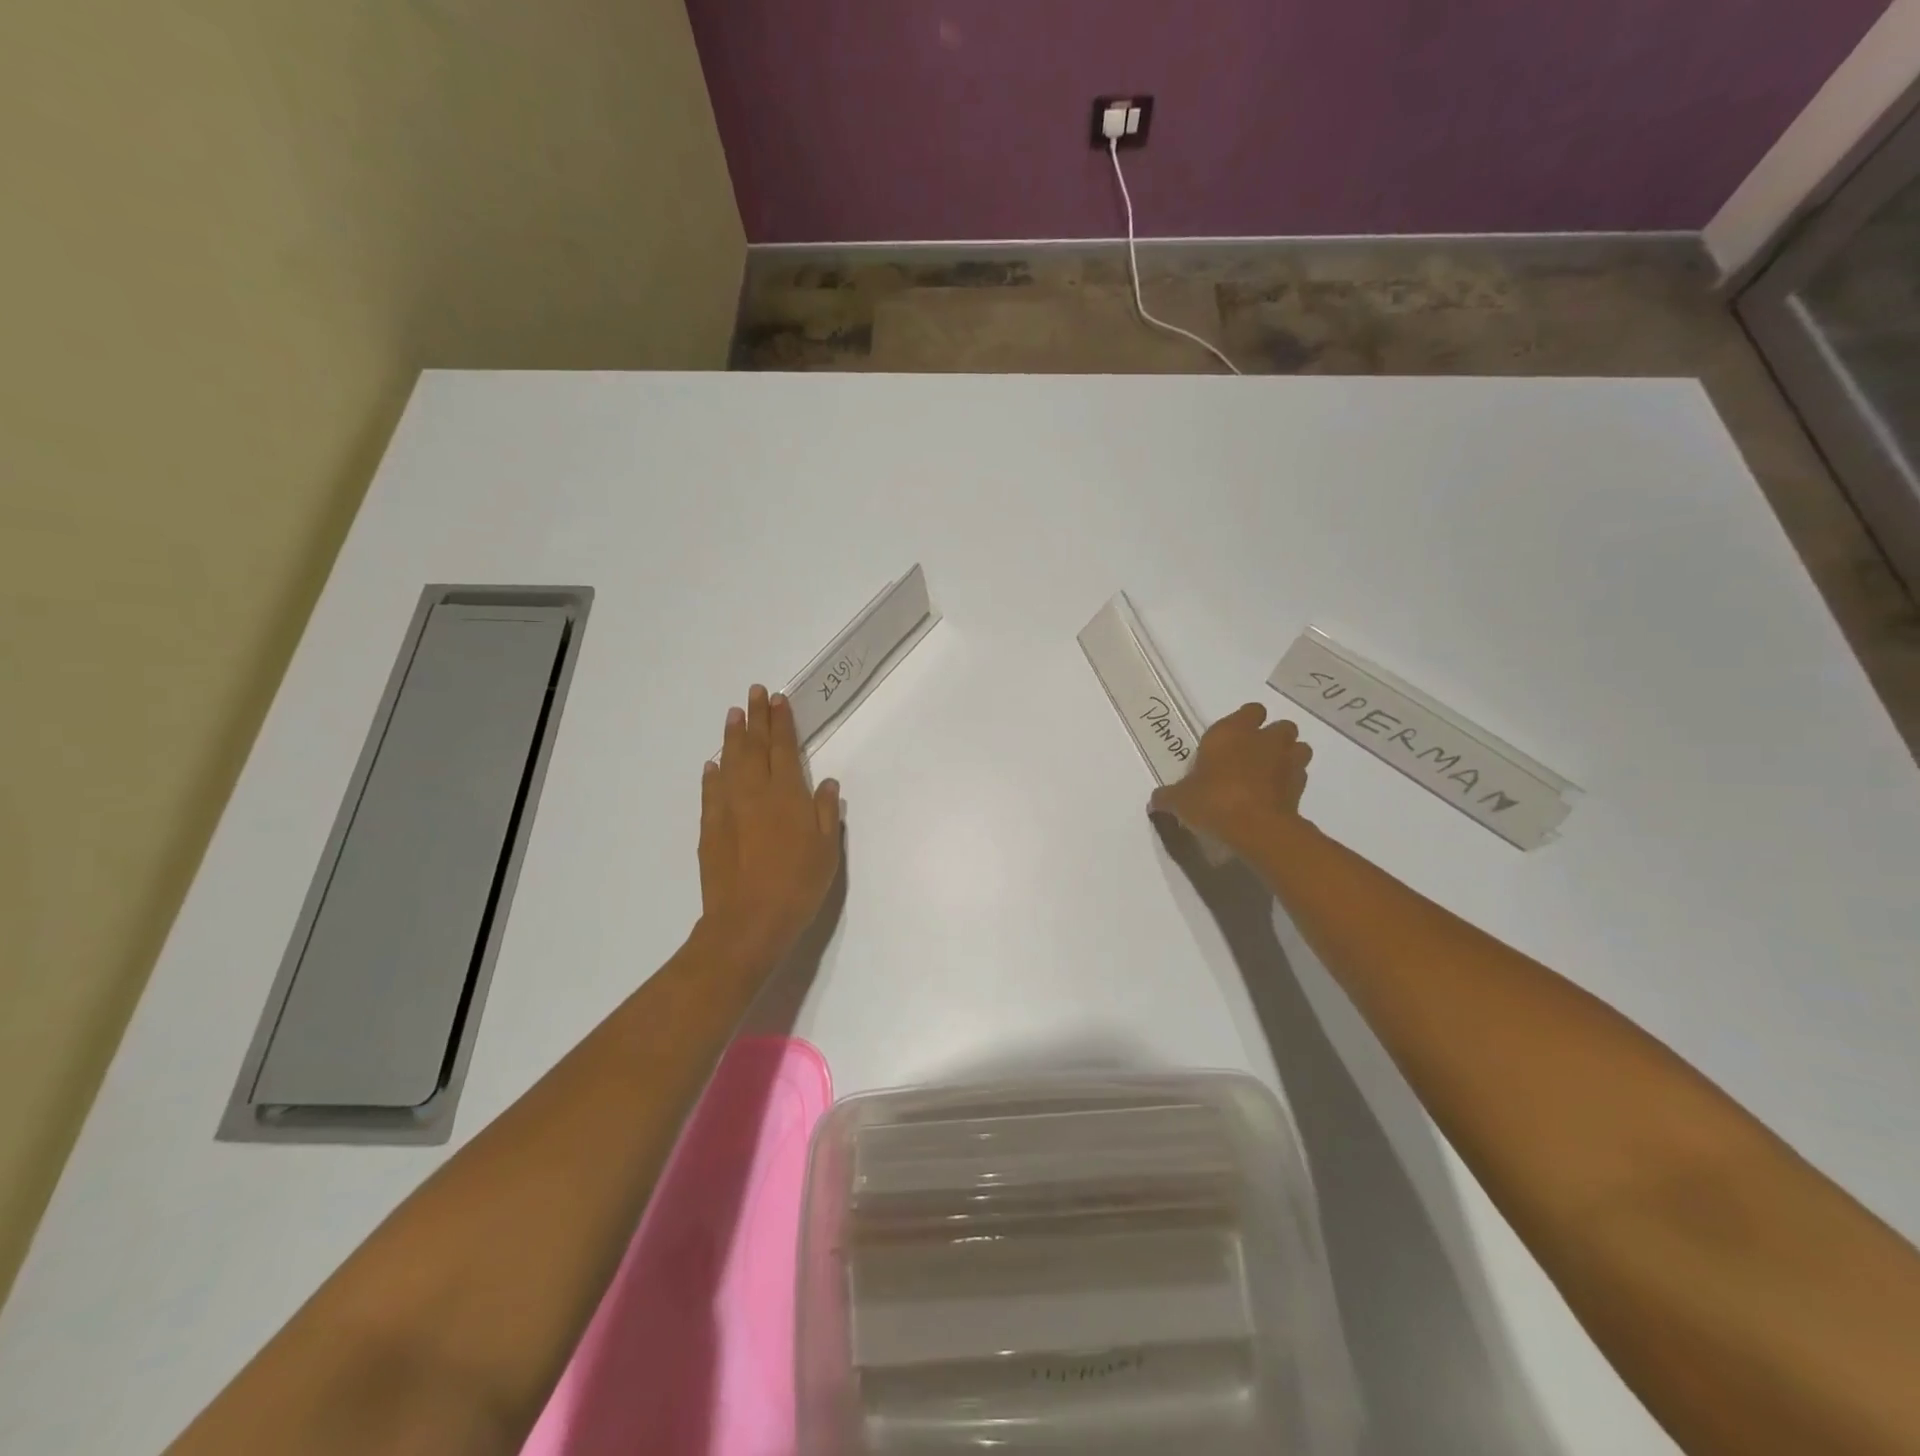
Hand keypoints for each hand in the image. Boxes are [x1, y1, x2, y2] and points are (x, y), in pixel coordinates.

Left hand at [697, 684, 842, 969]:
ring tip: (733, 715)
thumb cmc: (798, 885)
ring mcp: (728, 809)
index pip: (783, 748)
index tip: (777, 699)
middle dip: (756, 718)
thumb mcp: (827, 851)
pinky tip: (713, 765)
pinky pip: (710, 792)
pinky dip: (712, 774)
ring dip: (732, 737)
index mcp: (787, 795)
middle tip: (754, 693)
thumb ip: (826, 813)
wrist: (748, 921)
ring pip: (729, 763)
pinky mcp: (709, 829)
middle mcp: (755, 793)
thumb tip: (825, 783)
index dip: (781, 722)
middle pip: (754, 747)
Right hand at [1149, 703, 1311, 859]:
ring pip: (1298, 747)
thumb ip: (1167, 797)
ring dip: (1288, 756)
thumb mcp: (1179, 800)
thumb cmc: (1213, 801)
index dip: (1244, 722)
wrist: (1256, 828)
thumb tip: (1155, 801)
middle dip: (1271, 737)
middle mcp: (1263, 739)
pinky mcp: (1301, 785)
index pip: (1249, 710)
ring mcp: (1287, 760)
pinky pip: (1300, 775)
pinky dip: (1291, 782)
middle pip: (1280, 725)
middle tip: (1251, 757)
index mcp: (1231, 732)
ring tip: (1269, 774)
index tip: (1231, 740)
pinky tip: (1275, 796)